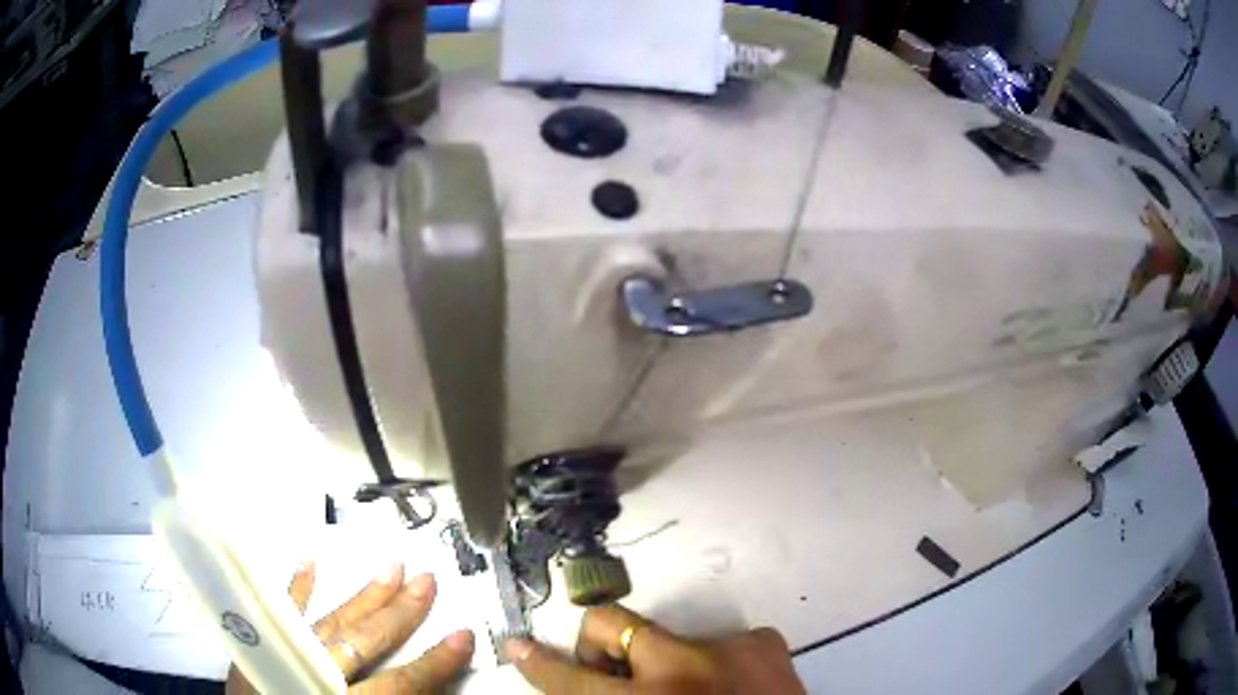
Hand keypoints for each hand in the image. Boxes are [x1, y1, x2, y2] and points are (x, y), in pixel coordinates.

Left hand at [226, 561, 473, 693]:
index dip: (434, 663)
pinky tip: (309, 562)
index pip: (398, 684)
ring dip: (362, 596)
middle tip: (427, 578)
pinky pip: (278, 612)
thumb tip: (420, 693)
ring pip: (329, 620)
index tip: (463, 635)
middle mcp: (313, 671)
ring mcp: (283, 653)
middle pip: (363, 641)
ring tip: (389, 567)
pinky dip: (296, 588)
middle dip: (399, 613)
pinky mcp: (258, 645)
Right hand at [506, 604, 804, 693]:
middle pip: (609, 622)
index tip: (518, 646)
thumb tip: (589, 686)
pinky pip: (718, 641)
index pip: (572, 680)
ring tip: (692, 693)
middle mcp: (682, 667)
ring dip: (665, 662)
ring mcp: (727, 646)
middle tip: (616, 673)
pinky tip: (730, 688)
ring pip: (667, 636)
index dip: (539, 665)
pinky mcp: (763, 639)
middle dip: (600, 646)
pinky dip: (712, 662)